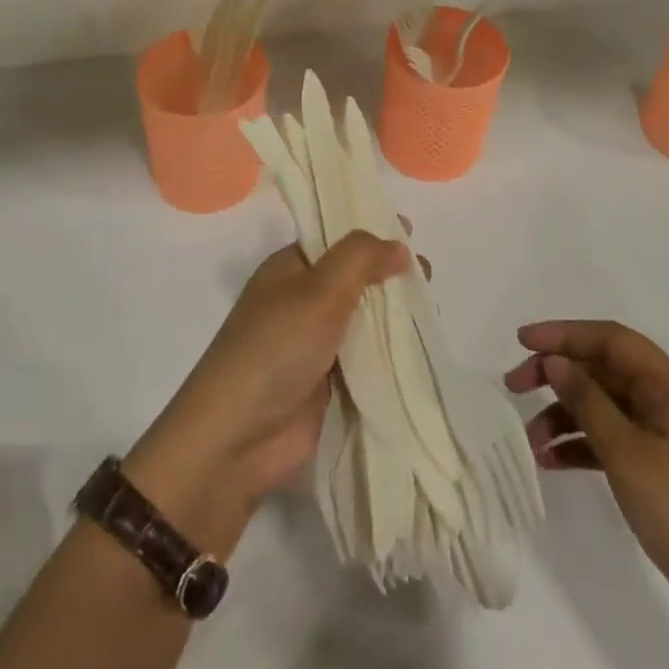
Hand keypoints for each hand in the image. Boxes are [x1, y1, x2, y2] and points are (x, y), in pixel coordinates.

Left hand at [125, 232, 409, 555]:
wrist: (237, 439)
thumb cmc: (275, 349)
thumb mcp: (317, 291)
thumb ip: (360, 259)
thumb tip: (399, 244)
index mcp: (290, 267)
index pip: (335, 236)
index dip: (370, 230)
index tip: (411, 229)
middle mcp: (302, 299)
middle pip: (354, 277)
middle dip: (389, 273)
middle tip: (429, 275)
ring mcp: (315, 343)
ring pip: (364, 318)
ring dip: (394, 314)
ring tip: (431, 309)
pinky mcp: (330, 383)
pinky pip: (368, 357)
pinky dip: (392, 352)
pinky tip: (423, 347)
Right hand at [505, 321, 668, 628]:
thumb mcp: (627, 452)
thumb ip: (587, 400)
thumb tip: (555, 362)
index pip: (610, 339)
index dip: (564, 333)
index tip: (521, 340)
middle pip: (604, 369)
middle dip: (557, 374)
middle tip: (513, 385)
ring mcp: (667, 437)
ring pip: (604, 407)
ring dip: (564, 416)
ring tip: (529, 442)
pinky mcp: (662, 469)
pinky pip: (613, 440)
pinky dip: (582, 445)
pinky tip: (551, 462)